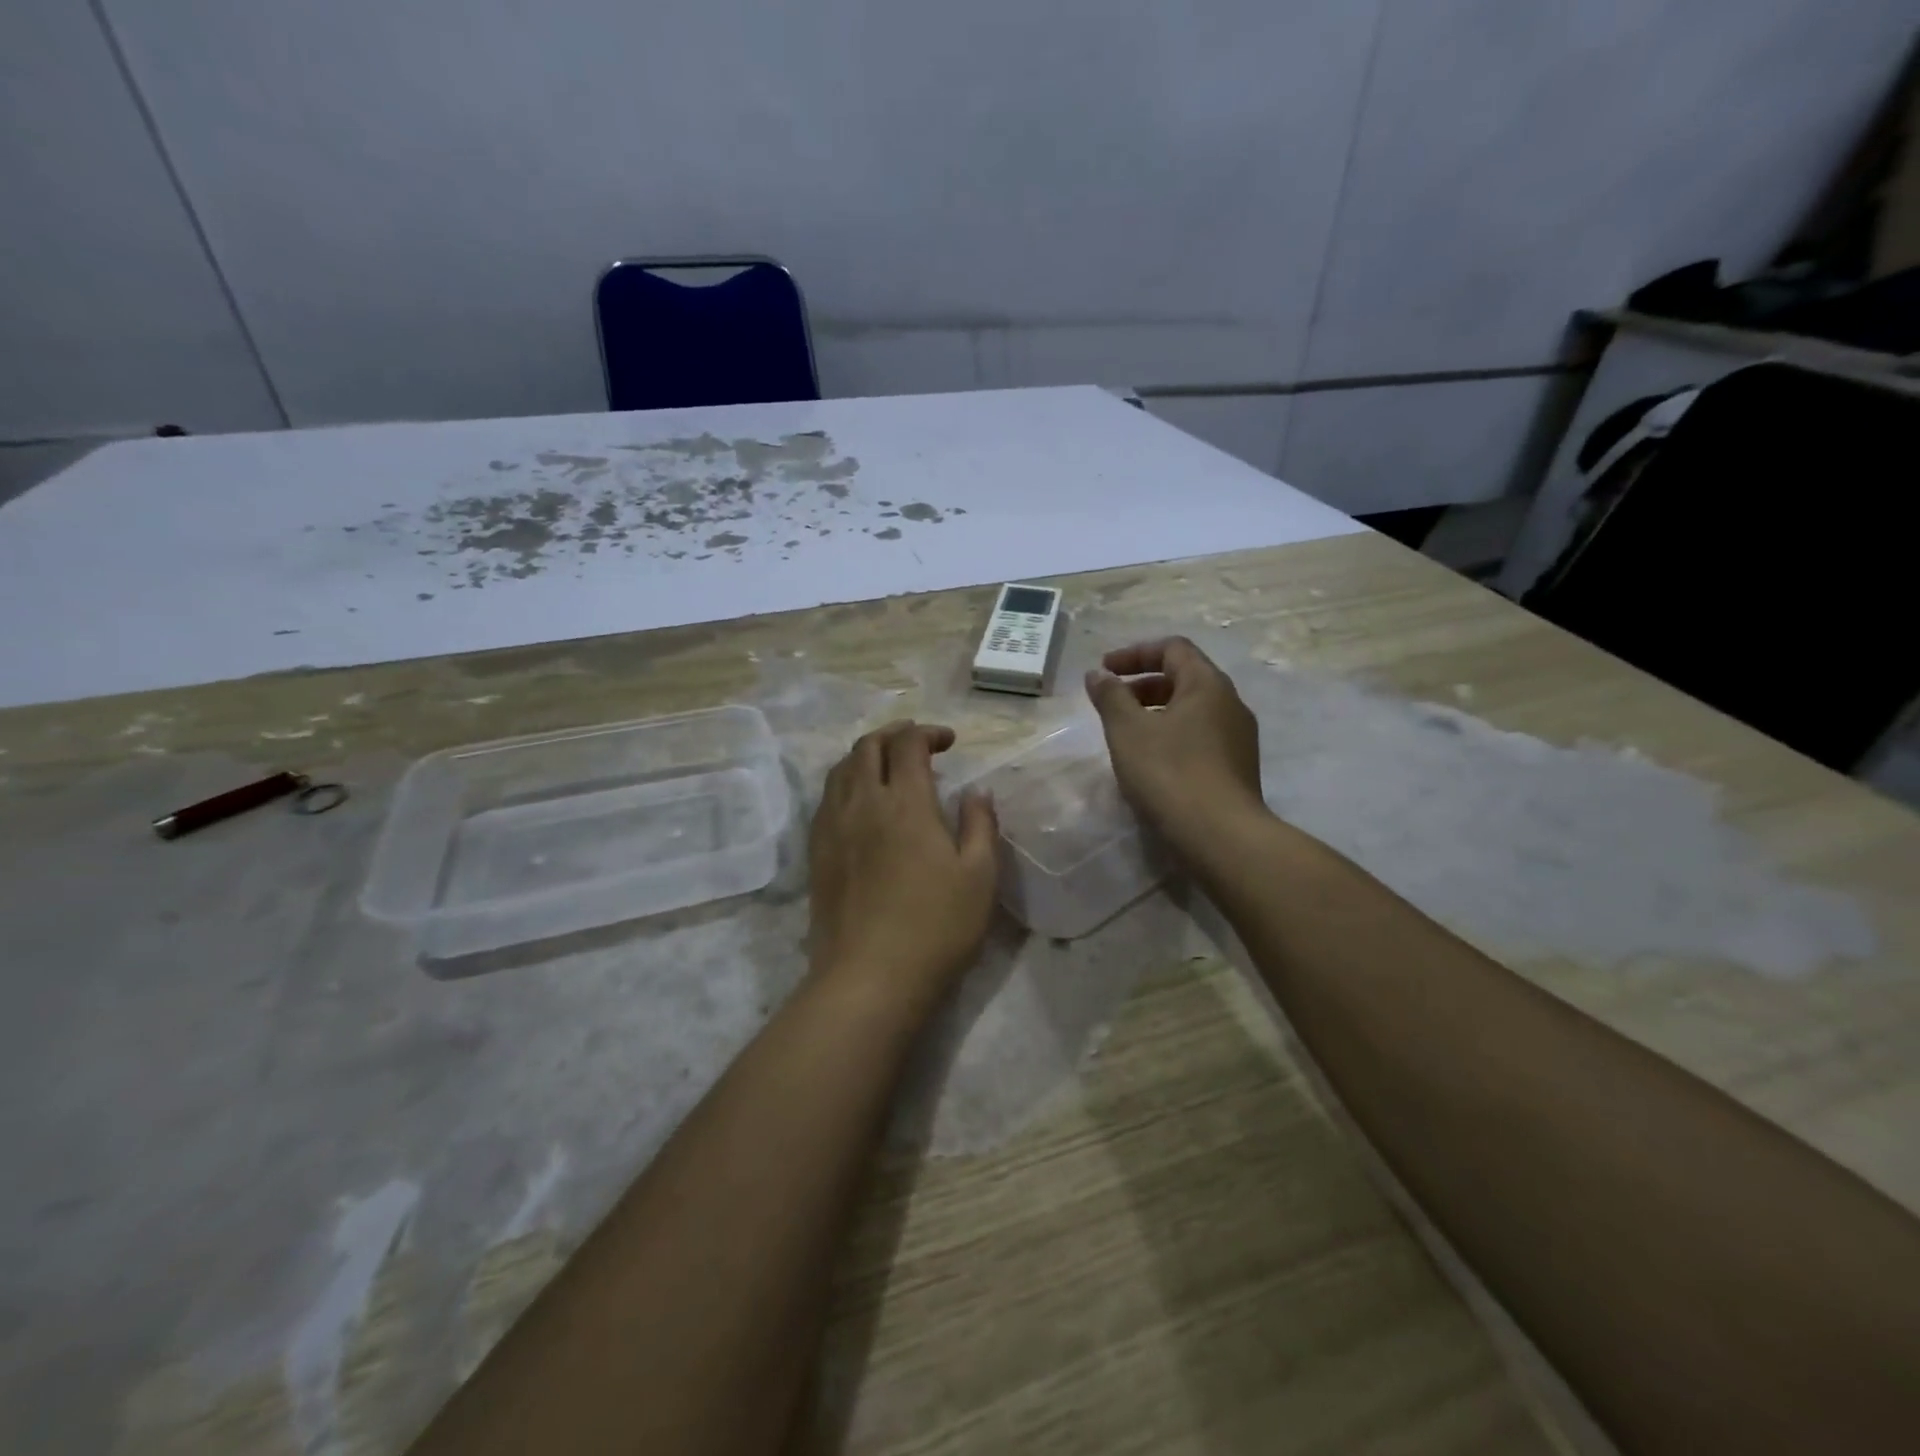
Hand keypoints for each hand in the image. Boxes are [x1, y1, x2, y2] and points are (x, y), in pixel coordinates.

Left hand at [808, 721, 999, 1005]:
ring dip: (866, 755)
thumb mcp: (979, 876)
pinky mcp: (817, 853)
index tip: (949, 741)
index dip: (928, 732)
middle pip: (868, 747)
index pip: (909, 745)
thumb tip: (977, 791)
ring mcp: (833, 827)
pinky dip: (845, 783)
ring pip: (841, 769)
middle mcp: (863, 803)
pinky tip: (859, 802)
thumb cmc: (936, 927)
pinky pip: (826, 799)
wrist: (869, 978)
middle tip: (917, 741)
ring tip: (887, 765)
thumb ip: (980, 825)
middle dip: (893, 733)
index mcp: (906, 803)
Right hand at [1086, 637, 1267, 859]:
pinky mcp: (1237, 768)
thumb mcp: (1128, 730)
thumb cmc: (1169, 773)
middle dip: (1143, 684)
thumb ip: (1110, 696)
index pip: (1173, 648)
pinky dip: (1171, 735)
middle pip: (1184, 677)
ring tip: (1127, 734)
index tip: (1105, 670)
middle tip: (1111, 702)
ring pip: (1192, 710)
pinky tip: (1151, 763)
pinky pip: (1200, 736)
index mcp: (1207, 684)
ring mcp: (1238, 738)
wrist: (1220, 836)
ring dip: (1156, 712)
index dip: (1135, 653)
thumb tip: (1098, 674)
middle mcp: (1230, 703)